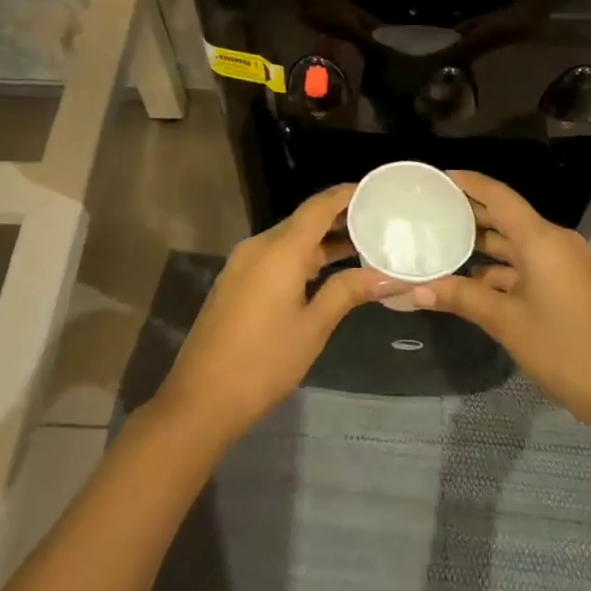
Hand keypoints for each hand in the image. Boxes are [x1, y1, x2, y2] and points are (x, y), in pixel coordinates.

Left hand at [153, 186, 406, 445]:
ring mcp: (243, 264)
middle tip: (378, 220)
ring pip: (289, 240)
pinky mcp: (236, 282)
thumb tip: (389, 275)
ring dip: (321, 241)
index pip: (318, 207)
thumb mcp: (313, 327)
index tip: (376, 191)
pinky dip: (302, 257)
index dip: (347, 195)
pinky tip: (324, 272)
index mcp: (280, 250)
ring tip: (361, 246)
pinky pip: (275, 256)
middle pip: (304, 220)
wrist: (201, 399)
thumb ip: (348, 292)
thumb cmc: (264, 362)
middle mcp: (259, 246)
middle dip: (339, 218)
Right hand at [409, 171, 590, 429]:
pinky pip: (527, 263)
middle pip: (507, 217)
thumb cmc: (561, 347)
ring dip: (484, 244)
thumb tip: (415, 290)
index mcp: (542, 239)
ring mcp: (563, 263)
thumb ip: (460, 298)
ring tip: (443, 241)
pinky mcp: (567, 283)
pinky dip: (501, 268)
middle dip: (471, 213)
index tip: (440, 179)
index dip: (470, 184)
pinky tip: (472, 280)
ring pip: (516, 243)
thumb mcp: (505, 321)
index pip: (499, 197)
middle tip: (432, 209)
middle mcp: (554, 242)